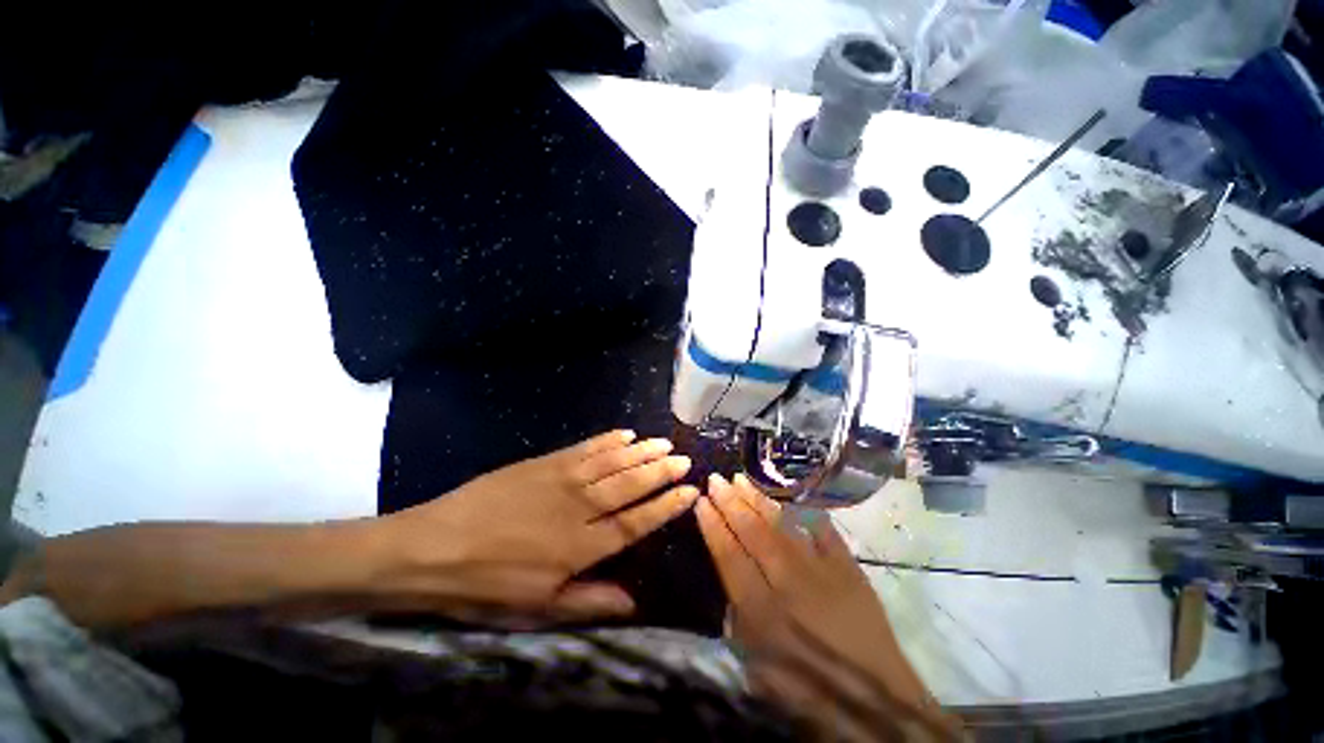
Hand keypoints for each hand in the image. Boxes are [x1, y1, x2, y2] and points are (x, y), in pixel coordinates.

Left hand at [379, 430, 697, 625]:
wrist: (434, 546)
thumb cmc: (487, 584)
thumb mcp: (537, 608)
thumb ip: (589, 601)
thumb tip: (634, 602)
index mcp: (580, 546)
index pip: (635, 522)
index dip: (664, 506)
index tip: (688, 491)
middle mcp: (579, 507)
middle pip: (629, 485)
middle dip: (660, 471)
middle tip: (683, 458)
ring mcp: (562, 479)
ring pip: (611, 462)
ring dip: (640, 451)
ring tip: (663, 443)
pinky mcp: (545, 462)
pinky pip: (585, 448)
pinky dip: (608, 440)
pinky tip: (625, 433)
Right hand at [696, 474, 956, 739]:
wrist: (875, 705)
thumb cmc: (808, 694)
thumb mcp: (756, 667)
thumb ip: (738, 617)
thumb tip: (732, 577)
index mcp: (762, 612)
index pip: (729, 556)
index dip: (712, 525)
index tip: (701, 500)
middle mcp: (788, 584)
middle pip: (753, 532)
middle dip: (730, 502)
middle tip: (715, 479)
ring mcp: (821, 571)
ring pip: (782, 525)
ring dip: (758, 500)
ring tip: (741, 479)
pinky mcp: (848, 568)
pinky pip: (823, 530)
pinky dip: (804, 512)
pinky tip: (790, 499)